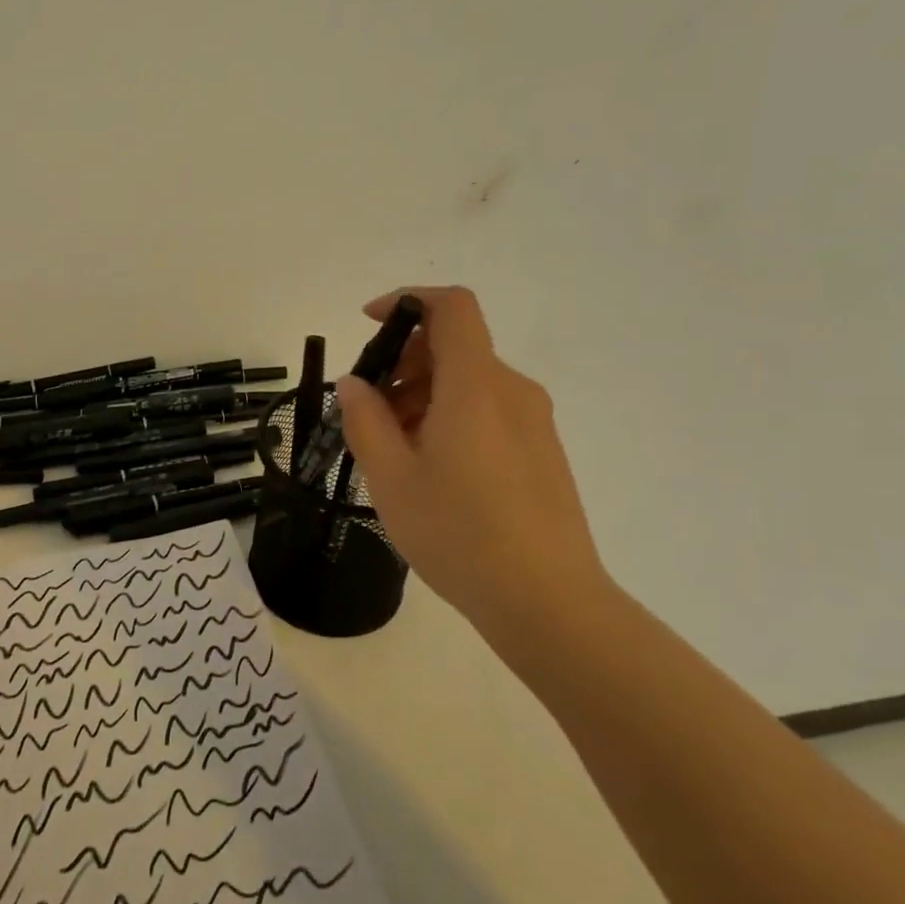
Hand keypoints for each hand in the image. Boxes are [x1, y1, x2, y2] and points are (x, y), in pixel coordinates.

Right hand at [336, 286, 606, 622]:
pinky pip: (489, 410)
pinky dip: (450, 416)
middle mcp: (512, 391)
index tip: (370, 324)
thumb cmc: (459, 534)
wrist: (549, 603)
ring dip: (422, 394)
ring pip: (469, 381)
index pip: (452, 308)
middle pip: (454, 346)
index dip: (408, 300)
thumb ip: (365, 420)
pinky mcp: (542, 451)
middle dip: (403, 362)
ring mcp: (533, 422)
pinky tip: (430, 468)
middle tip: (368, 411)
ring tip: (393, 449)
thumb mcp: (392, 478)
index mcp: (476, 387)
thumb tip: (355, 384)